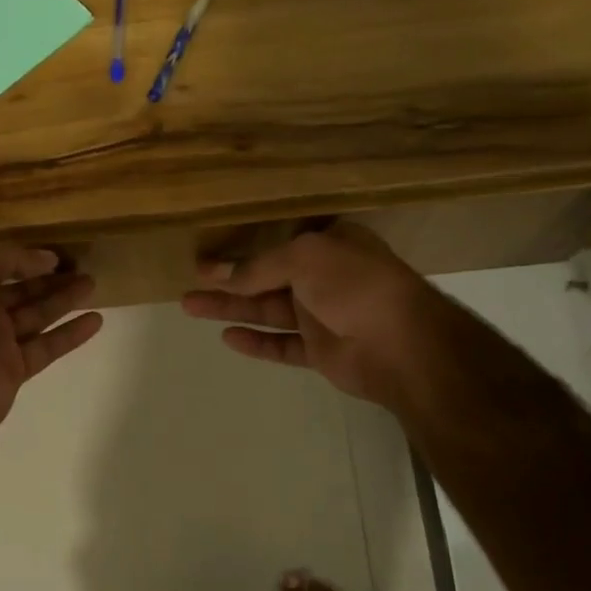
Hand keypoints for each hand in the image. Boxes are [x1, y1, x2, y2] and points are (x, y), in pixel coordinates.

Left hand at [0, 243, 102, 460]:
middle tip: (83, 267)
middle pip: (21, 289)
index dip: (25, 257)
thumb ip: (5, 255)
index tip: (56, 254)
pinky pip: (47, 346)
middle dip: (50, 278)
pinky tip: (96, 320)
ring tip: (93, 284)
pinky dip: (71, 333)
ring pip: (37, 314)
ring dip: (64, 299)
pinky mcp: (14, 369)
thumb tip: (44, 259)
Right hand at [182, 223, 440, 412]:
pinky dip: (256, 342)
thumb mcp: (304, 258)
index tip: (209, 251)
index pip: (279, 240)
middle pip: (267, 277)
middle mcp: (325, 277)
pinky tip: (228, 337)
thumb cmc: (355, 285)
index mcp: (329, 245)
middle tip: (190, 281)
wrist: (401, 345)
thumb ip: (258, 266)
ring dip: (231, 308)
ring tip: (189, 306)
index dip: (243, 245)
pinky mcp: (320, 350)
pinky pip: (281, 344)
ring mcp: (323, 316)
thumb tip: (218, 273)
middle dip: (228, 280)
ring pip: (268, 310)